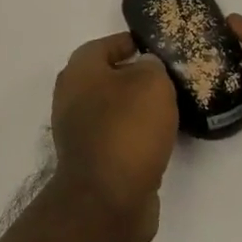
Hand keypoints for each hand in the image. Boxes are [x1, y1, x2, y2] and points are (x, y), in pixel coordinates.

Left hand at [50, 32, 177, 241]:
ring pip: (112, 108)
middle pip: (107, 77)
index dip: (132, 43)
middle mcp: (71, 96)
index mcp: (79, 70)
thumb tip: (147, 67)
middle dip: (136, 76)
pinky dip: (135, 134)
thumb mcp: (151, 83)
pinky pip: (117, 135)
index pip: (106, 45)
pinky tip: (159, 138)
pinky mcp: (90, 159)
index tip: (158, 47)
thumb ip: (152, 67)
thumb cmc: (128, 128)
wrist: (108, 198)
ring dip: (136, 108)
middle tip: (169, 79)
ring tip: (170, 108)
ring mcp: (78, 130)